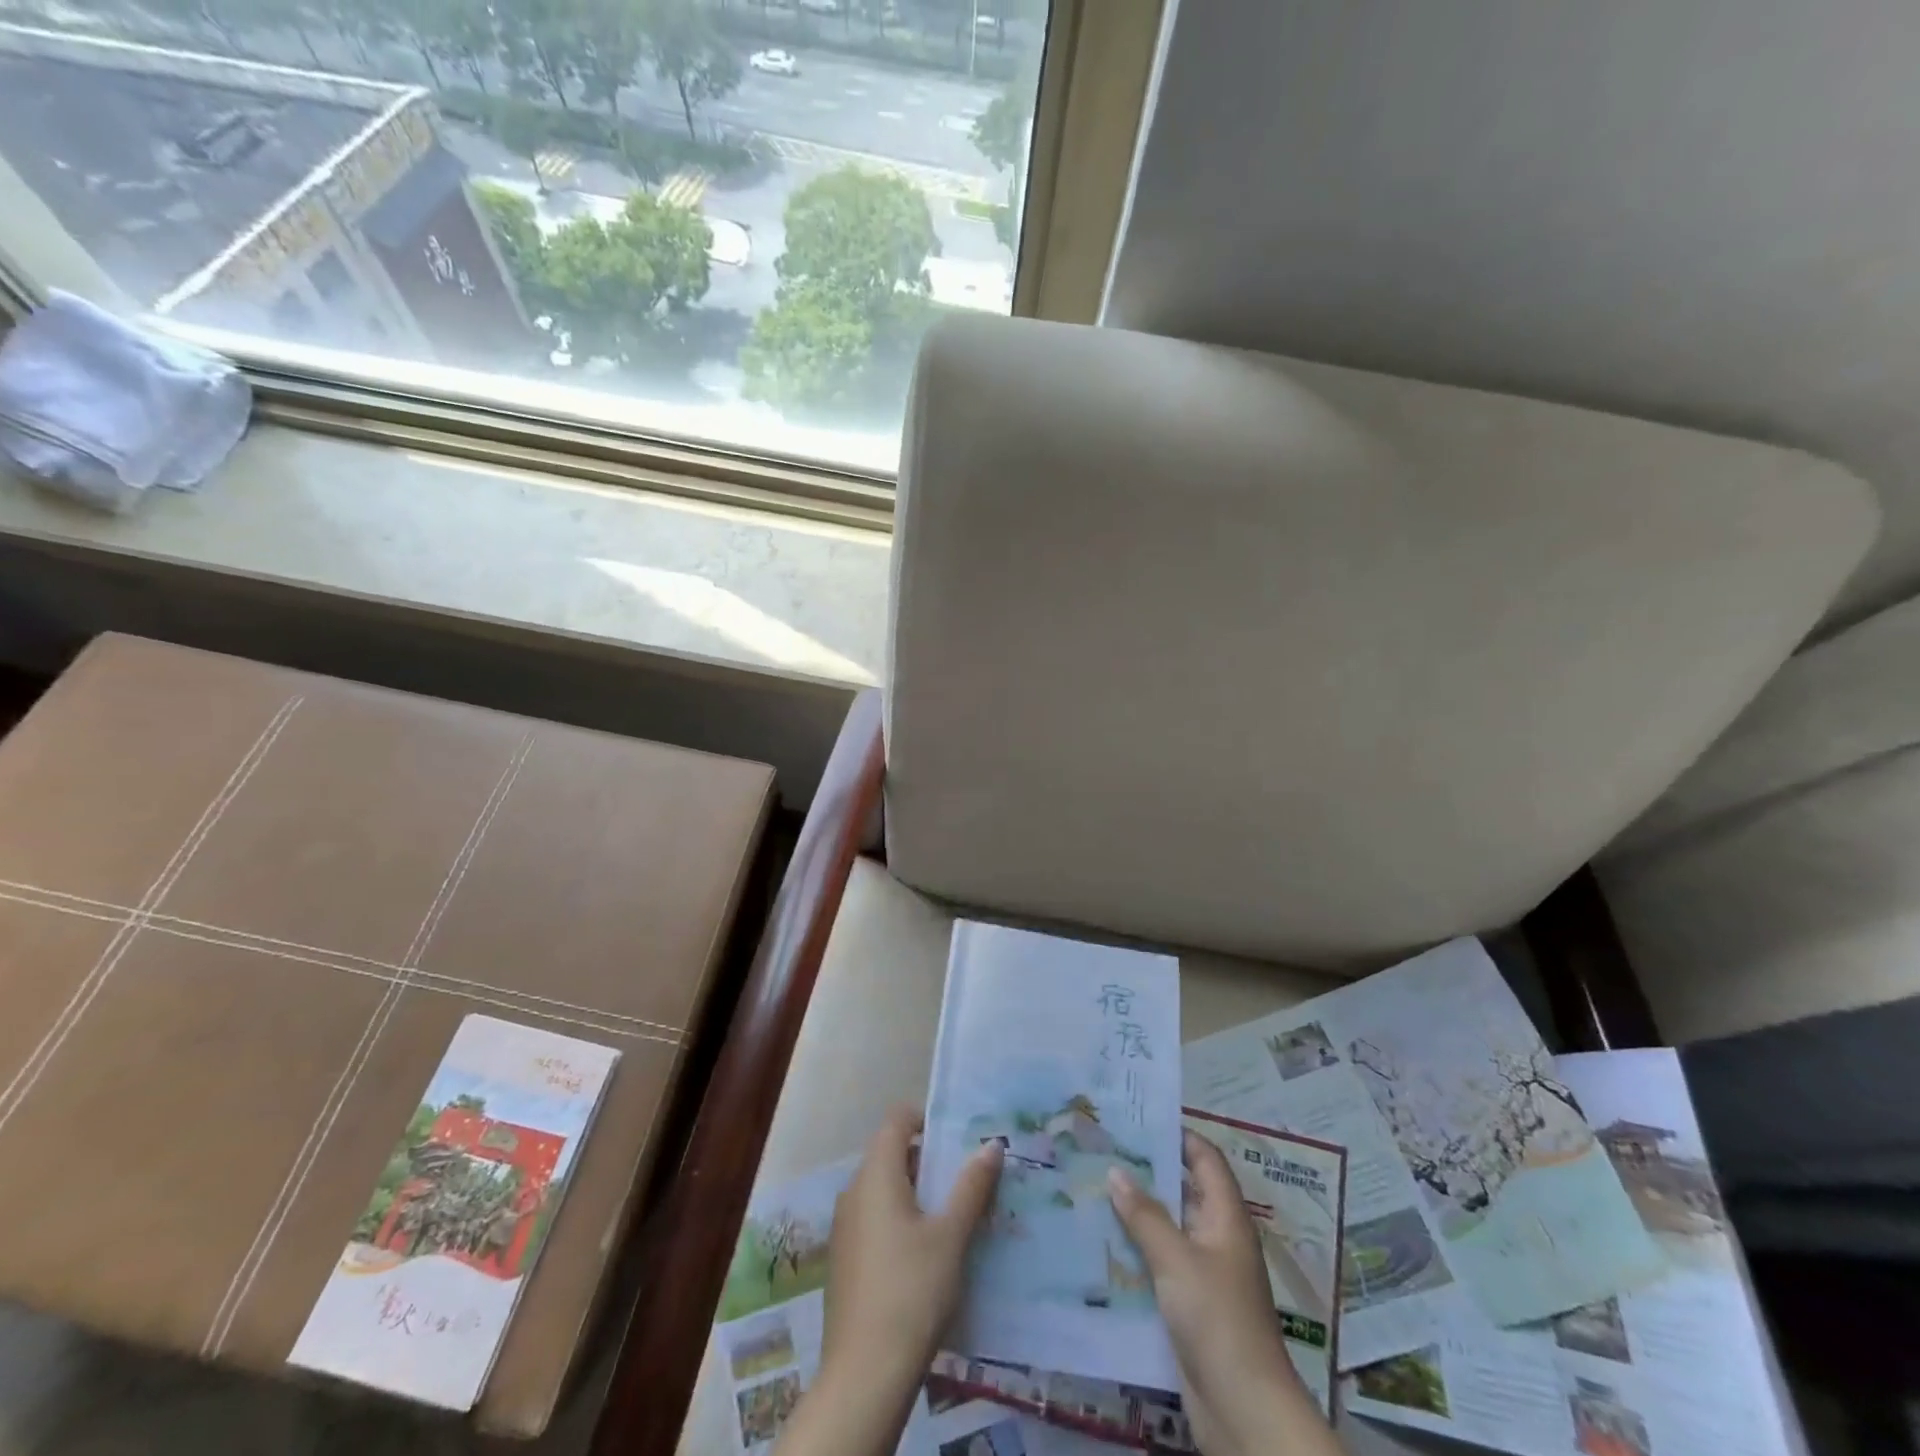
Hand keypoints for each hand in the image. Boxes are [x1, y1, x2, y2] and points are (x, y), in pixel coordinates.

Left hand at [777, 1106, 1001, 1455]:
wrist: (864, 1375)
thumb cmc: (912, 1290)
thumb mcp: (951, 1235)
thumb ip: (972, 1186)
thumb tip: (992, 1144)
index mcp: (875, 1174)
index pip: (896, 1120)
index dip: (926, 1119)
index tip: (959, 1138)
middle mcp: (853, 1191)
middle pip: (891, 1153)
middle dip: (929, 1160)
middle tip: (967, 1176)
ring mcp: (845, 1227)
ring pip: (884, 1189)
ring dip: (917, 1192)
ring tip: (955, 1214)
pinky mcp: (845, 1259)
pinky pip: (875, 1219)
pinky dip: (901, 1219)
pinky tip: (928, 1252)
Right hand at [1108, 1130, 1341, 1455]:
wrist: (1243, 1410)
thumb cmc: (1217, 1319)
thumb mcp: (1176, 1259)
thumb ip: (1145, 1215)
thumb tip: (1116, 1170)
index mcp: (1226, 1217)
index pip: (1205, 1159)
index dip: (1178, 1136)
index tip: (1138, 1119)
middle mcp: (1218, 1238)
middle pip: (1183, 1192)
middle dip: (1147, 1173)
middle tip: (1102, 1151)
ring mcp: (1205, 1273)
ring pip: (1168, 1229)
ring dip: (1136, 1213)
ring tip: (1092, 1189)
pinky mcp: (1190, 1306)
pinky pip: (1160, 1265)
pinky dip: (1136, 1251)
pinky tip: (1101, 1244)